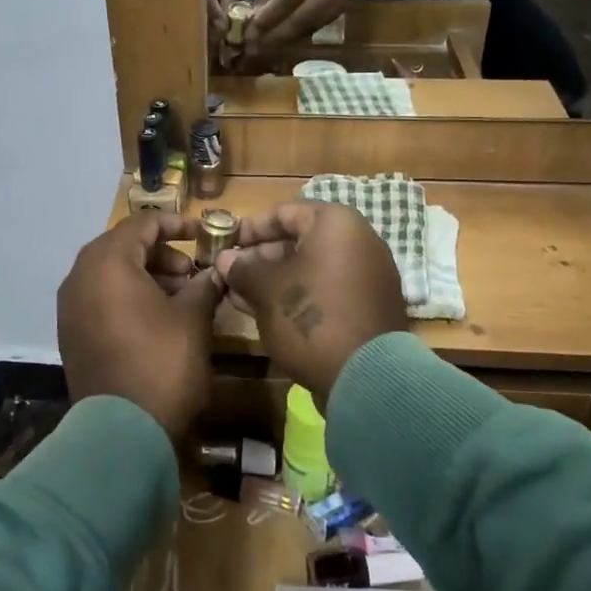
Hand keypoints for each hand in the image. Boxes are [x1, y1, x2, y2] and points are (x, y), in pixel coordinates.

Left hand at [57, 214, 224, 439]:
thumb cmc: (162, 362)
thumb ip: (205, 284)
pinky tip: (157, 319)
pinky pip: (101, 299)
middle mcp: (80, 276)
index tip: (204, 235)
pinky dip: (128, 298)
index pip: (143, 224)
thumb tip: (216, 272)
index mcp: (107, 262)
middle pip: (124, 247)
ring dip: (147, 277)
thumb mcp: (193, 318)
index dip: (177, 224)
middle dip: (162, 255)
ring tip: (182, 298)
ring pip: (111, 274)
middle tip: (193, 273)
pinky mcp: (71, 333)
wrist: (122, 432)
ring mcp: (70, 307)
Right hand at [216, 202, 407, 404]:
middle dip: (259, 257)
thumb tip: (225, 260)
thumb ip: (242, 268)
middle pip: (298, 240)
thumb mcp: (266, 289)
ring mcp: (366, 276)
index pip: (284, 213)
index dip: (249, 228)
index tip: (223, 243)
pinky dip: (296, 296)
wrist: (366, 377)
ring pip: (310, 269)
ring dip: (273, 279)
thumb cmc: (310, 316)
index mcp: (337, 224)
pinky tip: (264, 312)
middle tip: (228, 272)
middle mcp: (358, 242)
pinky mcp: (366, 307)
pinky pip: (324, 291)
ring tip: (237, 294)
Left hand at [246, 0, 348, 56]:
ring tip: (259, 52)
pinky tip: (275, 46)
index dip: (270, 16)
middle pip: (301, 18)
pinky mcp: (338, 15)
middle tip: (252, 49)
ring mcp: (338, 3)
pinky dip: (292, 39)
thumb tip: (253, 22)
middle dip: (274, 36)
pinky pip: (311, 30)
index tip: (250, 32)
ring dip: (281, 43)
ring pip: (306, 29)